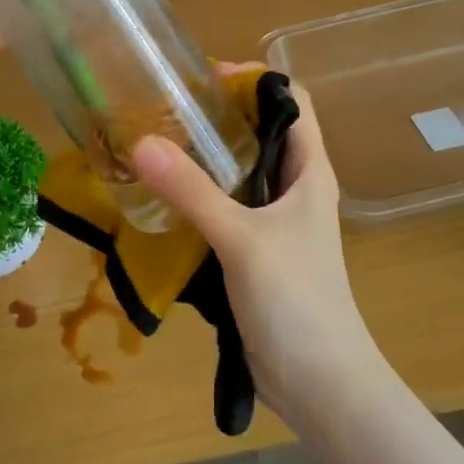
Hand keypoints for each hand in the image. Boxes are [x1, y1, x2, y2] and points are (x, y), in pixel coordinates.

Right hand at [130, 79, 389, 424]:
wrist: (321, 385)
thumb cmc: (297, 300)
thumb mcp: (242, 239)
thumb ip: (192, 191)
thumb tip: (142, 142)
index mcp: (308, 171)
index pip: (291, 99)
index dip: (254, 80)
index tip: (203, 78)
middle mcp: (293, 188)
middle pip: (258, 132)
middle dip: (216, 116)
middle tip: (164, 110)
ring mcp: (274, 221)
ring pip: (237, 172)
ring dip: (202, 158)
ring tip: (153, 145)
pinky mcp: (254, 251)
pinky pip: (223, 208)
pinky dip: (195, 196)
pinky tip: (160, 198)